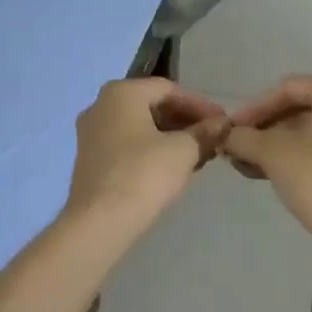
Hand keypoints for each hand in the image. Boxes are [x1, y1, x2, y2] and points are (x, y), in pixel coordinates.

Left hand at [64, 77, 226, 230]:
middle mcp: (100, 105)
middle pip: (151, 104)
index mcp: (121, 92)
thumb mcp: (183, 151)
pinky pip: (127, 143)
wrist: (99, 222)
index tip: (222, 122)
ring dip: (170, 136)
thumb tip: (222, 123)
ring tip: (198, 153)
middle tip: (212, 137)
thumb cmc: (143, 175)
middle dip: (184, 120)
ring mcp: (91, 132)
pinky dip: (151, 148)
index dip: (199, 104)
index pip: (168, 88)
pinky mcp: (89, 158)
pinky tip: (172, 166)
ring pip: (139, 125)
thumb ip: (205, 132)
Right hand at [223, 75, 311, 241]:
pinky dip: (301, 154)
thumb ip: (243, 137)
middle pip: (301, 108)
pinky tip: (274, 173)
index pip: (287, 89)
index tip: (231, 131)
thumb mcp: (271, 153)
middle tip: (239, 149)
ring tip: (251, 165)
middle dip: (265, 129)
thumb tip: (226, 136)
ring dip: (279, 144)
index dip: (253, 109)